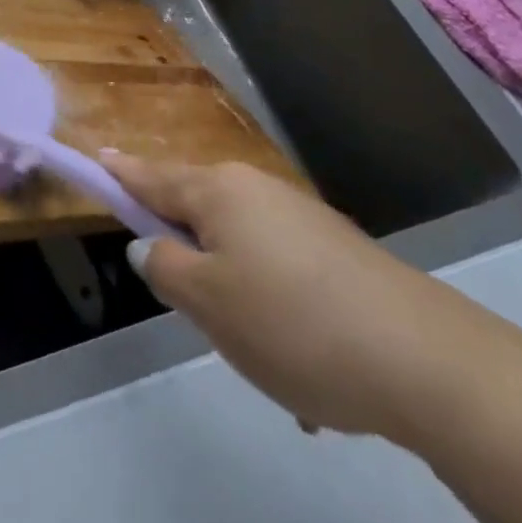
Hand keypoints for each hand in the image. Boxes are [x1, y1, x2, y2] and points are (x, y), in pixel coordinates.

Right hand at [105, 156, 456, 439]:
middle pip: (199, 210)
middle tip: (191, 308)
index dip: (121, 173)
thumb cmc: (292, 323)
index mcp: (219, 192)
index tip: (97, 156)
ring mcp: (301, 216)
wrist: (423, 358)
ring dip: (237, 294)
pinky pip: (282, 272)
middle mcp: (257, 190)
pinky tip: (303, 366)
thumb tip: (151, 246)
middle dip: (188, 254)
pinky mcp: (336, 249)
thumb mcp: (209, 305)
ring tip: (259, 356)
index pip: (153, 177)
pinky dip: (277, 311)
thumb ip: (166, 269)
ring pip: (243, 249)